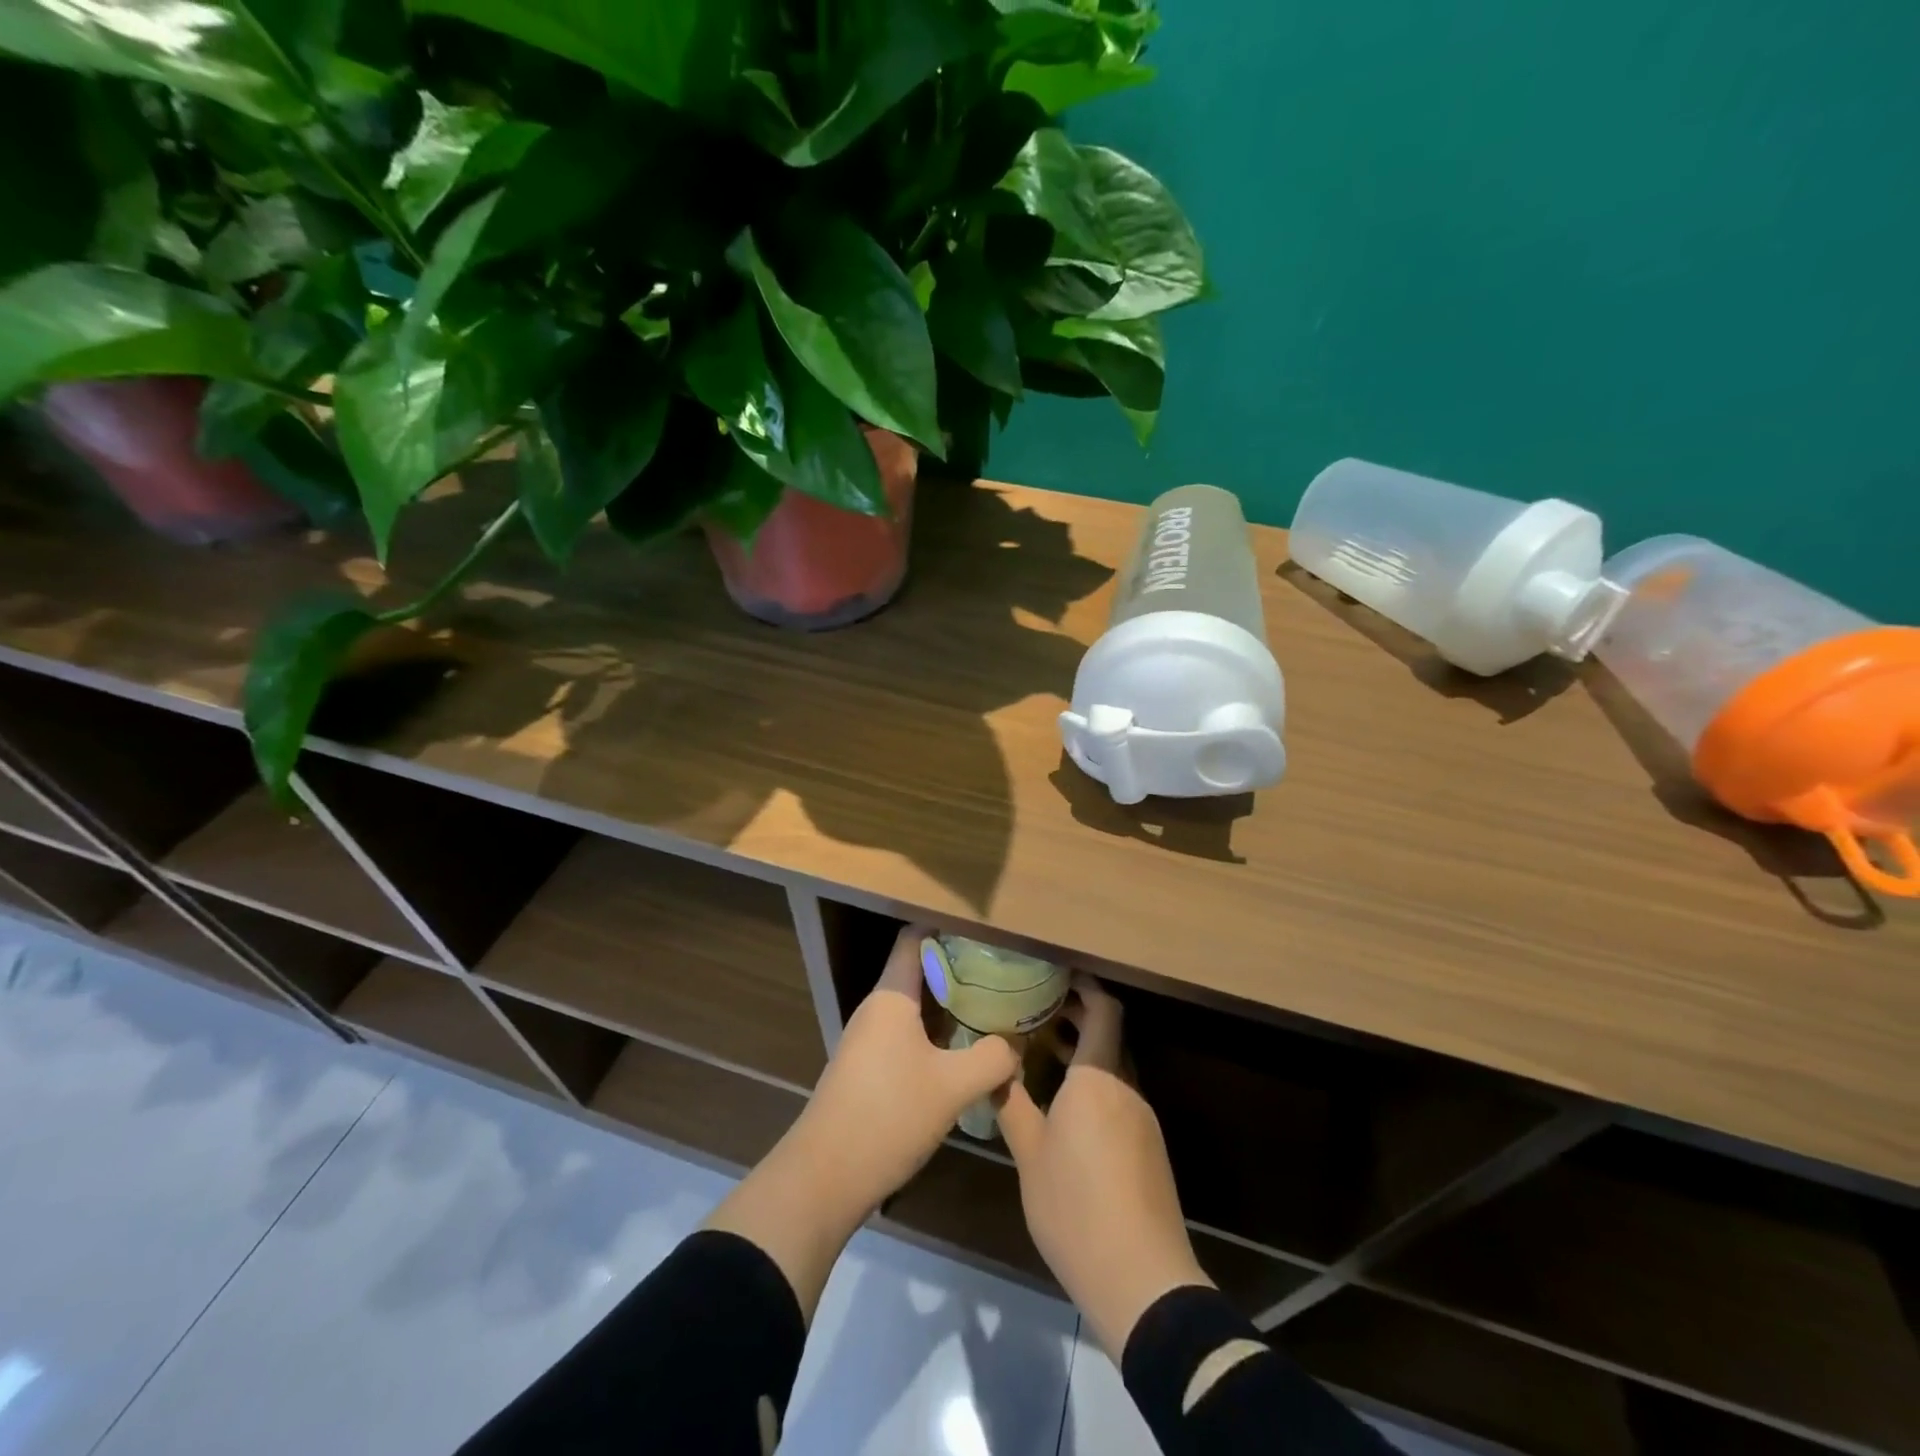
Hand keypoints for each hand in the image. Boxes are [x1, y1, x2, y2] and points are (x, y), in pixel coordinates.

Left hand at [707, 924, 1019, 1319]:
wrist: (824, 1179)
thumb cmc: (888, 1116)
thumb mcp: (952, 1087)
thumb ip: (992, 1058)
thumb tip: (1016, 1045)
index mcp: (891, 996)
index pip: (916, 937)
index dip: (950, 928)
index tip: (989, 932)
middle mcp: (878, 1009)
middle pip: (920, 970)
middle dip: (962, 969)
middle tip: (1005, 973)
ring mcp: (870, 1040)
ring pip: (917, 1007)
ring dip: (952, 1006)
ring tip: (995, 1008)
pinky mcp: (869, 1069)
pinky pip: (909, 1035)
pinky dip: (938, 1034)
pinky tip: (966, 1052)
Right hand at [996, 974, 1211, 1359]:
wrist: (1141, 1279)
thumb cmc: (1076, 1206)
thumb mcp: (1029, 1154)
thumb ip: (1011, 1102)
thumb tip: (994, 1065)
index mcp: (1098, 1078)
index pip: (1104, 1010)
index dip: (1085, 986)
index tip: (1056, 973)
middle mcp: (1126, 1088)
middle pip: (1109, 1035)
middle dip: (1077, 1016)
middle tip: (1037, 1008)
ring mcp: (1142, 1119)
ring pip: (1113, 1067)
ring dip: (1083, 1052)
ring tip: (1043, 1052)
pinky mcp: (1149, 1147)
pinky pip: (1120, 1095)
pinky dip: (1094, 1083)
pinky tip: (1067, 1106)